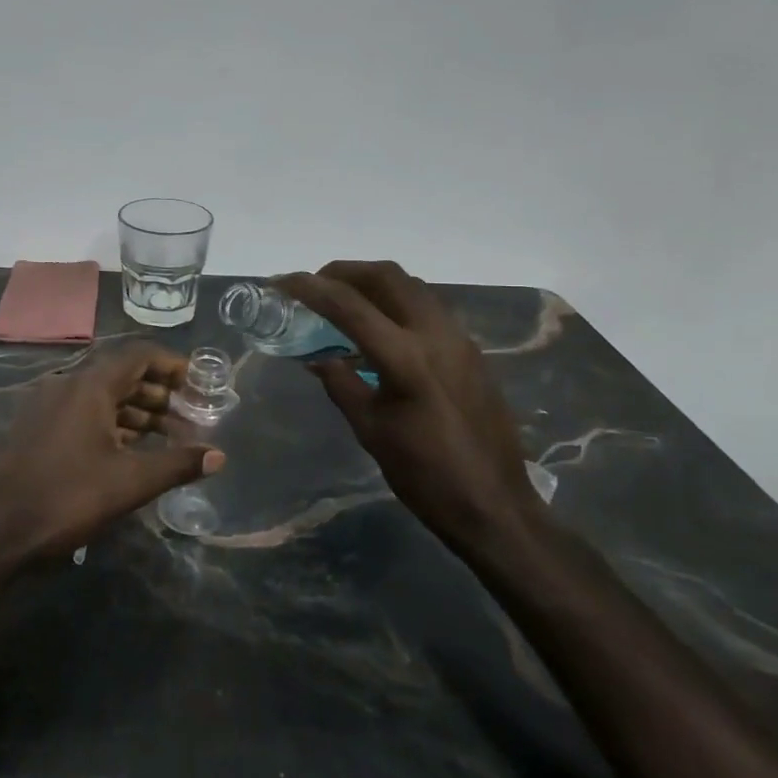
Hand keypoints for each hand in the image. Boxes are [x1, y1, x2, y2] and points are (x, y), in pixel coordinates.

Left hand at [0, 342, 224, 562]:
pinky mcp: (37, 428)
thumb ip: (177, 464)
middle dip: (159, 393)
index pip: (139, 355)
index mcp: (90, 385)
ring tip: (167, 437)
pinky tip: (129, 450)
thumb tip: (218, 456)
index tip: (197, 385)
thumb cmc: (67, 495)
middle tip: (188, 416)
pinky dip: (112, 423)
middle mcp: (68, 385)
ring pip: (102, 396)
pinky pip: (83, 413)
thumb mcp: (129, 482)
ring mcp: (48, 405)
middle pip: (121, 374)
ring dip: (136, 411)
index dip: (172, 365)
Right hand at [277, 262, 538, 540]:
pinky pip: (428, 306)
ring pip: (411, 286)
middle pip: (386, 276)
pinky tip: (381, 327)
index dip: (310, 288)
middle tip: (315, 285)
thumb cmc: (425, 476)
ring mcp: (459, 339)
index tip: (281, 282)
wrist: (495, 505)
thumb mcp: (371, 431)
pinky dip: (397, 301)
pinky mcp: (471, 350)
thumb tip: (317, 358)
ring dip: (373, 282)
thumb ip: (341, 385)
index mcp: (405, 358)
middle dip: (344, 271)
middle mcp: (435, 335)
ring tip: (344, 300)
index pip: (348, 305)